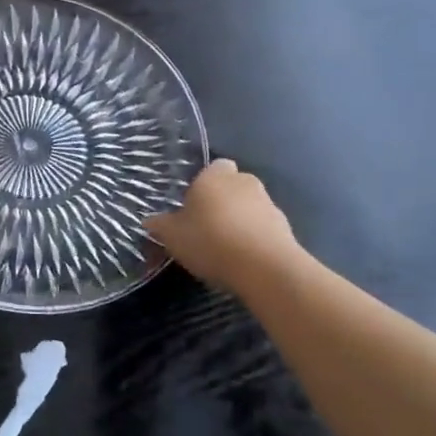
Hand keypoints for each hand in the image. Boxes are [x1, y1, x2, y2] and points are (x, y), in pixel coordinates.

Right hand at [145, 159, 303, 290]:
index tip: (192, 205)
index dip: (203, 183)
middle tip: (204, 226)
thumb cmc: (211, 240)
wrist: (265, 268)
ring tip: (223, 247)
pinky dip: (254, 238)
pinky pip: (262, 228)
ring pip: (248, 207)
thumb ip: (160, 225)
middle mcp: (244, 182)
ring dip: (239, 220)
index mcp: (215, 176)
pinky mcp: (285, 228)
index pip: (213, 167)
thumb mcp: (172, 236)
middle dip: (221, 202)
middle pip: (231, 186)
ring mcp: (269, 204)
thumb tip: (150, 220)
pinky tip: (242, 259)